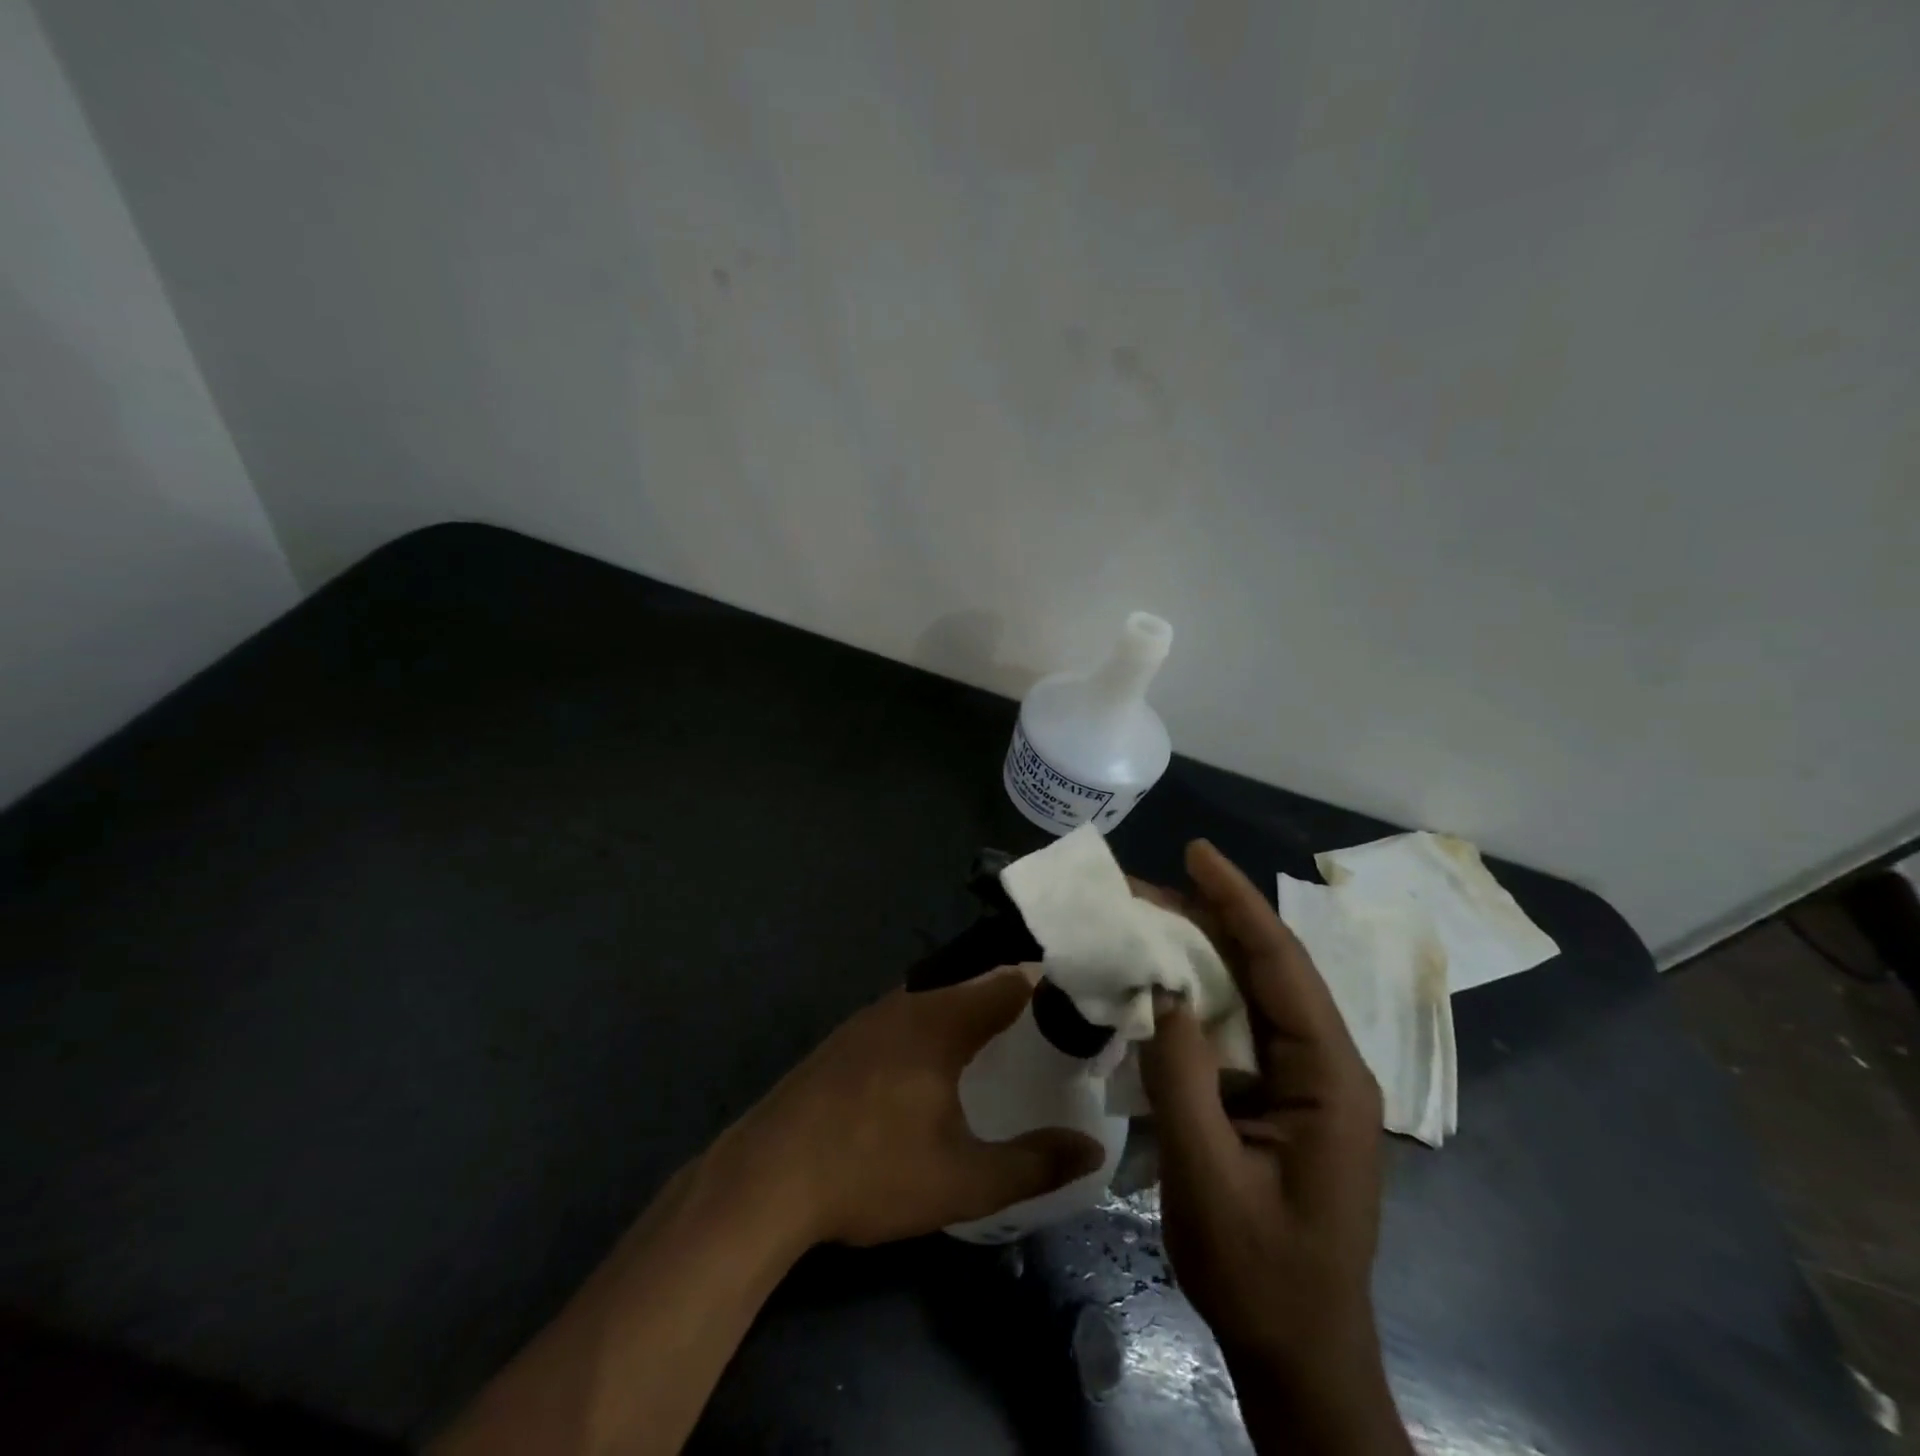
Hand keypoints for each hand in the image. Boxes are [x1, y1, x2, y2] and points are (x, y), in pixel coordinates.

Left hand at [719, 967, 1105, 1247]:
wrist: (766, 1178)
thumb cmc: (872, 1172)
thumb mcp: (962, 1181)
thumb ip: (1033, 1164)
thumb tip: (1091, 1151)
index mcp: (941, 1022)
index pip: (1009, 982)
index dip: (1048, 989)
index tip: (1078, 1009)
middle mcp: (907, 1004)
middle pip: (973, 985)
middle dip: (1012, 1002)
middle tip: (1047, 1033)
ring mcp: (869, 1018)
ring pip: (936, 999)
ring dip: (970, 1014)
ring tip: (1001, 1045)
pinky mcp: (845, 1039)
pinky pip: (906, 1015)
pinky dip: (936, 1026)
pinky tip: (936, 1065)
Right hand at [1140, 841, 1409, 1455]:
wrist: (1298, 1355)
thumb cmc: (1261, 1273)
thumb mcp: (1209, 1178)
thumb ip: (1183, 1077)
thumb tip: (1160, 990)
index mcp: (1328, 1076)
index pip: (1280, 964)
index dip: (1236, 902)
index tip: (1196, 853)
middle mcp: (1323, 1063)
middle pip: (1264, 967)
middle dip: (1207, 918)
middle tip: (1143, 887)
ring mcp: (1301, 1079)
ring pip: (1247, 991)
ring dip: (1196, 952)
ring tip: (1143, 919)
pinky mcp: (1275, 1094)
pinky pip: (1234, 1026)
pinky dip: (1193, 996)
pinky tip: (1157, 984)